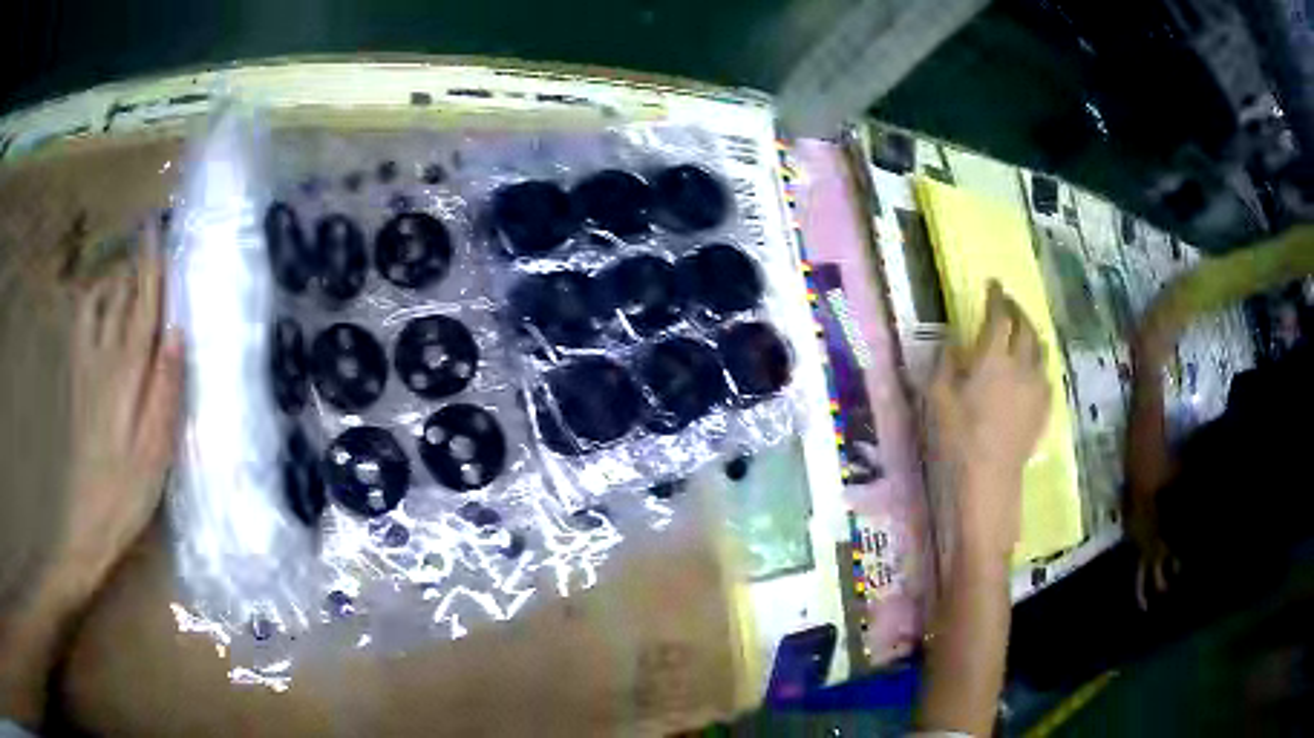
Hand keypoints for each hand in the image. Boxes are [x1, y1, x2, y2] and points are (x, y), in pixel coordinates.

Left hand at [1, 224, 181, 728]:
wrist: (86, 521)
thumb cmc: (127, 491)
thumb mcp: (156, 450)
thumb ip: (166, 388)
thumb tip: (179, 333)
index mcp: (127, 372)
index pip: (142, 304)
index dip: (152, 264)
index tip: (158, 227)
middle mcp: (103, 357)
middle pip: (118, 294)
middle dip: (135, 264)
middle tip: (151, 246)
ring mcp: (84, 367)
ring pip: (96, 302)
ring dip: (113, 279)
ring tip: (128, 275)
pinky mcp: (75, 381)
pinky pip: (80, 323)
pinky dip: (91, 301)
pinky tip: (99, 308)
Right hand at [930, 282, 1049, 560]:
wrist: (988, 480)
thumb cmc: (956, 438)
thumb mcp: (936, 397)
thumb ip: (945, 362)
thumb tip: (953, 341)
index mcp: (992, 357)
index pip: (999, 315)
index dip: (996, 296)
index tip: (993, 283)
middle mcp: (1020, 364)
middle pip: (1026, 326)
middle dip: (1017, 310)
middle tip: (1008, 303)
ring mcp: (1036, 386)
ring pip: (1040, 348)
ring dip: (1031, 333)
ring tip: (1023, 331)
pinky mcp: (1044, 407)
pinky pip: (1045, 373)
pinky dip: (1038, 361)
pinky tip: (1031, 368)